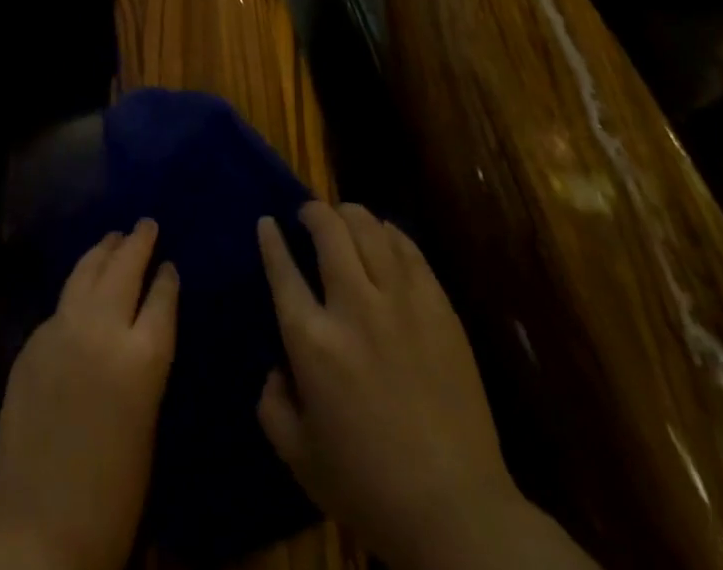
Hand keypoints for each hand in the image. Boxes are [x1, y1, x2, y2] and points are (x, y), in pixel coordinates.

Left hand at [0, 218, 179, 569]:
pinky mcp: (32, 342)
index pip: (162, 296)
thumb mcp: (148, 424)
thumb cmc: (111, 496)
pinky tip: (81, 286)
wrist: (37, 533)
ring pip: (86, 271)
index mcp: (142, 358)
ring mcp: (62, 330)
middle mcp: (102, 329)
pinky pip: (62, 302)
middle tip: (146, 223)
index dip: (167, 276)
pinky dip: (77, 285)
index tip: (170, 262)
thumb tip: (144, 329)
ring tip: (114, 237)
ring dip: (103, 251)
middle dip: (138, 242)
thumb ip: (146, 364)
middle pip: (124, 268)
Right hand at [256, 202, 594, 569]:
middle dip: (313, 212)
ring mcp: (400, 301)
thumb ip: (273, 406)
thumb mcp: (299, 457)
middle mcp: (353, 307)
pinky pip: (408, 249)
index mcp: (313, 341)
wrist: (456, 509)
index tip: (267, 223)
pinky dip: (389, 233)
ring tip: (343, 217)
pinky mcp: (438, 306)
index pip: (282, 270)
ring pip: (370, 229)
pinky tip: (384, 236)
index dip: (271, 240)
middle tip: (308, 215)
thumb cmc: (369, 487)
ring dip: (350, 214)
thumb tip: (277, 367)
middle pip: (329, 231)